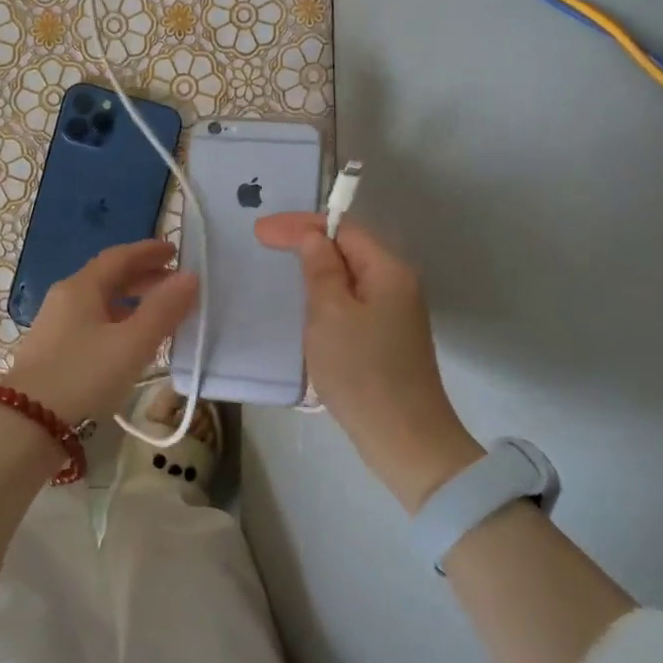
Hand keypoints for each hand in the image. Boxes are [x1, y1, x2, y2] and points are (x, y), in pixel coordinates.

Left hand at [6, 239, 198, 423]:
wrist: (28, 424)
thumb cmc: (84, 376)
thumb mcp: (132, 344)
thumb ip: (163, 310)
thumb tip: (189, 277)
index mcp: (81, 288)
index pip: (118, 257)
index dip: (148, 251)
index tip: (175, 251)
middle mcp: (64, 299)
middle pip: (107, 277)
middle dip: (142, 276)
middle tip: (173, 283)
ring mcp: (54, 325)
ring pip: (99, 302)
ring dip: (130, 301)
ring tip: (158, 313)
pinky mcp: (52, 350)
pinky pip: (91, 322)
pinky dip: (117, 321)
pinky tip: (129, 342)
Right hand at [255, 212, 482, 509]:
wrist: (403, 438)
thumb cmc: (361, 371)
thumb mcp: (330, 314)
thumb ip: (320, 270)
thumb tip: (313, 238)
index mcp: (388, 271)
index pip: (343, 229)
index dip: (300, 225)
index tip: (259, 231)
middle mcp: (397, 284)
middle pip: (349, 247)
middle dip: (307, 240)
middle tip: (264, 242)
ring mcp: (394, 312)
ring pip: (349, 275)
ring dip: (315, 267)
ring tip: (280, 266)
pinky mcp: (386, 337)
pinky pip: (352, 300)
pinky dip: (326, 294)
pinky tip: (306, 303)